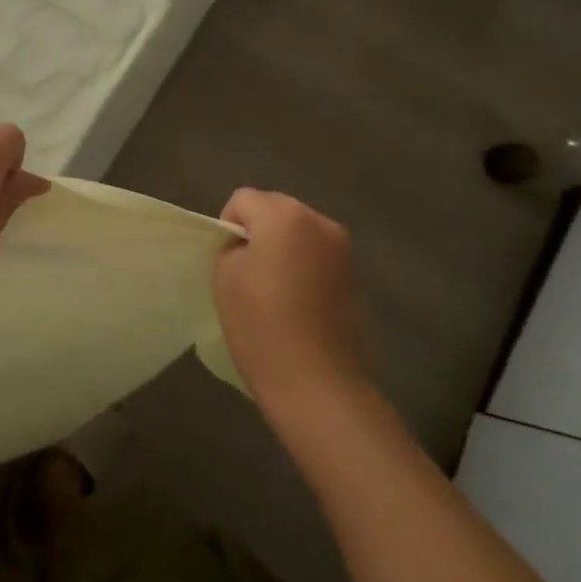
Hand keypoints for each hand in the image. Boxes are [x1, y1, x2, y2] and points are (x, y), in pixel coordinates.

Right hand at [213, 189, 365, 412]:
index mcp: (284, 215)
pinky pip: (318, 256)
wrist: (316, 382)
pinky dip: (304, 267)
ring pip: (299, 232)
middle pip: (276, 208)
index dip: (228, 225)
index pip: (243, 199)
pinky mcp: (355, 277)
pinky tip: (297, 302)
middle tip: (248, 271)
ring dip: (284, 248)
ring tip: (274, 288)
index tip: (228, 260)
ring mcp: (343, 250)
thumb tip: (248, 244)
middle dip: (259, 230)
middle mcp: (320, 222)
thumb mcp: (226, 275)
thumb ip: (234, 244)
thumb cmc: (260, 323)